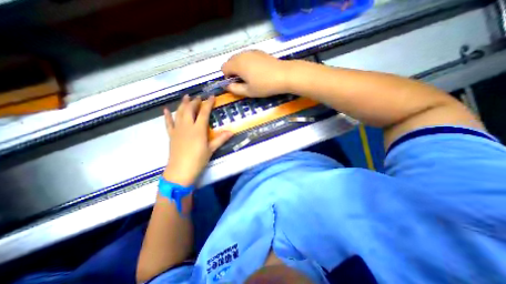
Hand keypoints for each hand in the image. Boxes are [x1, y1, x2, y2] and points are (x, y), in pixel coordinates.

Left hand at [163, 95, 231, 186]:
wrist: (180, 171)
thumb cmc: (198, 160)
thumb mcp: (211, 149)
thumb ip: (221, 139)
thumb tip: (232, 131)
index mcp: (198, 129)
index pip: (204, 112)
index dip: (208, 103)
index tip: (212, 96)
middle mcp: (187, 126)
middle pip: (189, 109)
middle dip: (195, 101)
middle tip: (199, 97)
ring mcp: (177, 130)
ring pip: (179, 113)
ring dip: (183, 104)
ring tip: (186, 97)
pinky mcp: (171, 135)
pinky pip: (168, 123)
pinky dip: (167, 116)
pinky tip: (166, 109)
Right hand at [221, 51, 287, 97]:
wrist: (284, 75)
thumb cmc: (264, 85)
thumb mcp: (248, 91)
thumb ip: (235, 89)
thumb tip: (227, 86)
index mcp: (237, 64)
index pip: (223, 68)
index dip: (228, 77)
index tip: (237, 84)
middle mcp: (242, 54)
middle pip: (230, 61)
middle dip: (233, 71)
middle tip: (244, 81)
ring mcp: (251, 51)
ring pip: (239, 59)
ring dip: (240, 67)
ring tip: (251, 77)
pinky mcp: (259, 52)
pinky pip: (248, 57)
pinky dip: (248, 63)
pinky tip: (258, 71)